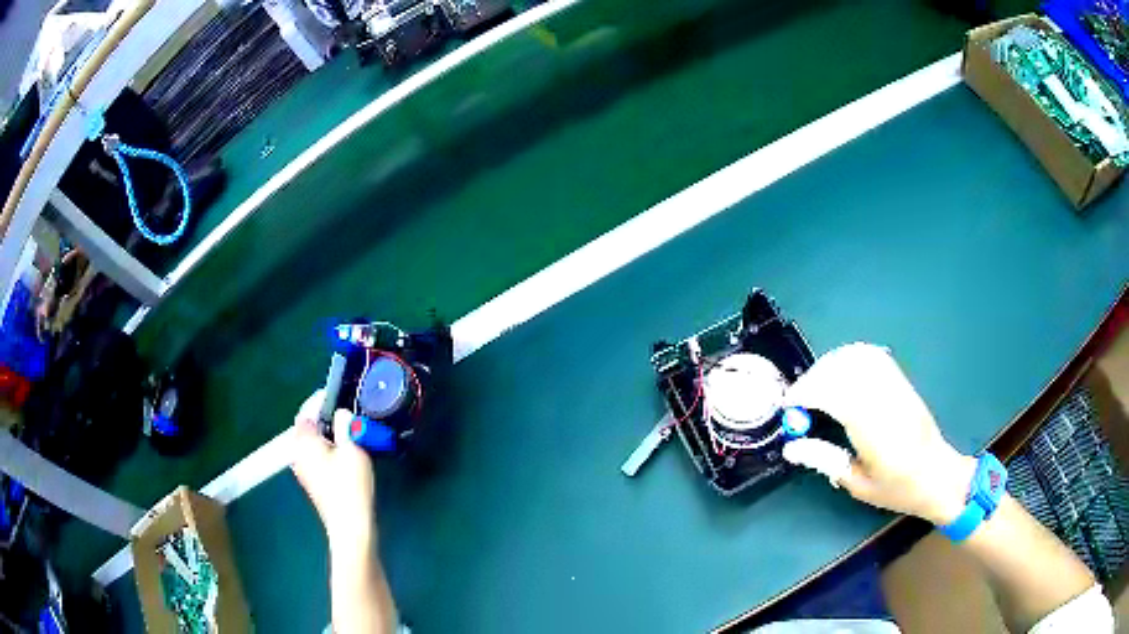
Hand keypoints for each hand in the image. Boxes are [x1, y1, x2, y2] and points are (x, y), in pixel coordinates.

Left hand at [291, 390, 376, 553]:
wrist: (350, 526)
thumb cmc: (350, 486)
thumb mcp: (353, 449)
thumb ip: (346, 425)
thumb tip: (341, 412)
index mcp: (303, 441)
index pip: (305, 412)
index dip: (318, 400)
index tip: (334, 394)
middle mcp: (298, 453)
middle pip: (307, 427)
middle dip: (323, 417)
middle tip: (344, 412)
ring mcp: (303, 470)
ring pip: (311, 443)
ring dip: (325, 434)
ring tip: (347, 431)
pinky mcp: (312, 482)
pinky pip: (315, 456)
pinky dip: (326, 448)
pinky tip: (344, 453)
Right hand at [783, 343, 975, 524]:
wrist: (938, 475)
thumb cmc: (897, 488)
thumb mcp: (857, 484)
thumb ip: (825, 460)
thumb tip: (791, 447)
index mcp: (873, 430)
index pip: (833, 394)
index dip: (806, 393)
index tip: (789, 405)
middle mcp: (884, 400)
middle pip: (842, 370)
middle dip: (814, 378)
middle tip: (800, 399)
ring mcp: (896, 387)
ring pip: (857, 357)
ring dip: (831, 365)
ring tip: (817, 385)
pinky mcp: (902, 382)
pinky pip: (874, 356)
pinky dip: (852, 357)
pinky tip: (842, 372)